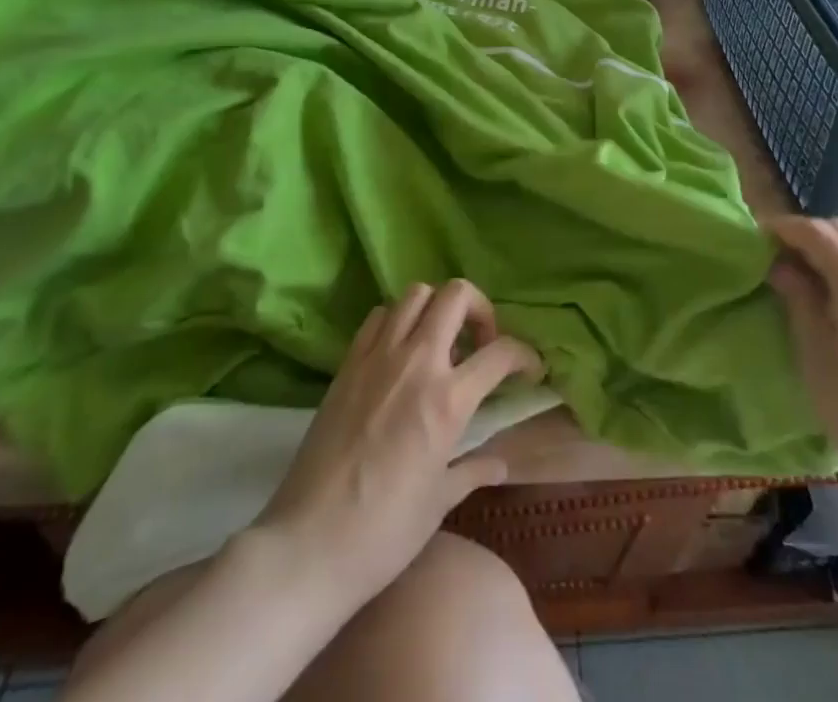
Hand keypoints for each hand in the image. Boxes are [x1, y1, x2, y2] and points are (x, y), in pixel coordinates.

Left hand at [255, 279, 542, 602]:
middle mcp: (416, 362)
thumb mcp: (439, 502)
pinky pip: (379, 316)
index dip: (525, 355)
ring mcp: (378, 355)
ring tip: (440, 343)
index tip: (529, 369)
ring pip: (416, 293)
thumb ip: (473, 470)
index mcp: (448, 399)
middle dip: (480, 309)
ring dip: (437, 309)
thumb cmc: (383, 532)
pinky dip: (397, 321)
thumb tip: (501, 464)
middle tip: (481, 343)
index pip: (501, 353)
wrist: (308, 544)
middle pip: (457, 295)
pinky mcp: (348, 362)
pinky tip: (399, 353)